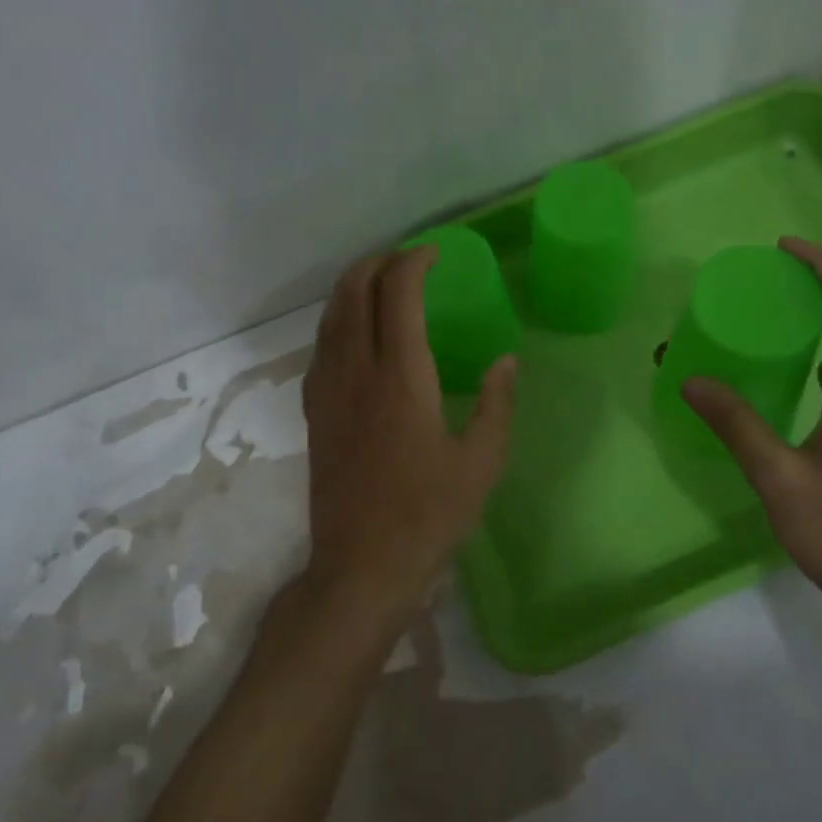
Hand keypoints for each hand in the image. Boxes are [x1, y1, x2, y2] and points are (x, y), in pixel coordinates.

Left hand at [300, 246, 517, 643]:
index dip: (414, 262)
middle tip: (407, 260)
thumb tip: (506, 361)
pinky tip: (355, 332)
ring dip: (353, 285)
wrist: (362, 565)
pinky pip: (321, 346)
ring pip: (330, 315)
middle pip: (353, 291)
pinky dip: (338, 319)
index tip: (435, 255)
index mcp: (401, 378)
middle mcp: (357, 372)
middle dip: (378, 263)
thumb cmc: (428, 516)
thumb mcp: (481, 463)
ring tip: (380, 281)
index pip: (397, 295)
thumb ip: (496, 404)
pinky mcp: (314, 412)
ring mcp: (328, 390)